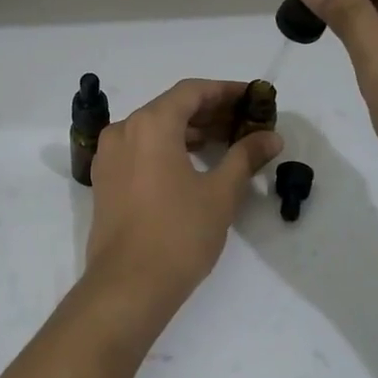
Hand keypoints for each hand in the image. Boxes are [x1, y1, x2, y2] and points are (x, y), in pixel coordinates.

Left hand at [83, 79, 282, 318]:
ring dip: (190, 130)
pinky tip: (194, 162)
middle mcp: (123, 131)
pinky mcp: (106, 179)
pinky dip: (168, 147)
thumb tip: (270, 137)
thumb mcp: (220, 193)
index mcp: (149, 125)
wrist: (128, 285)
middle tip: (246, 122)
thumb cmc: (179, 234)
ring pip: (154, 129)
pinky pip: (140, 149)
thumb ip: (245, 157)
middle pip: (171, 107)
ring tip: (227, 142)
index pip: (191, 91)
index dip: (225, 91)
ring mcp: (109, 156)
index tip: (253, 98)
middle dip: (210, 111)